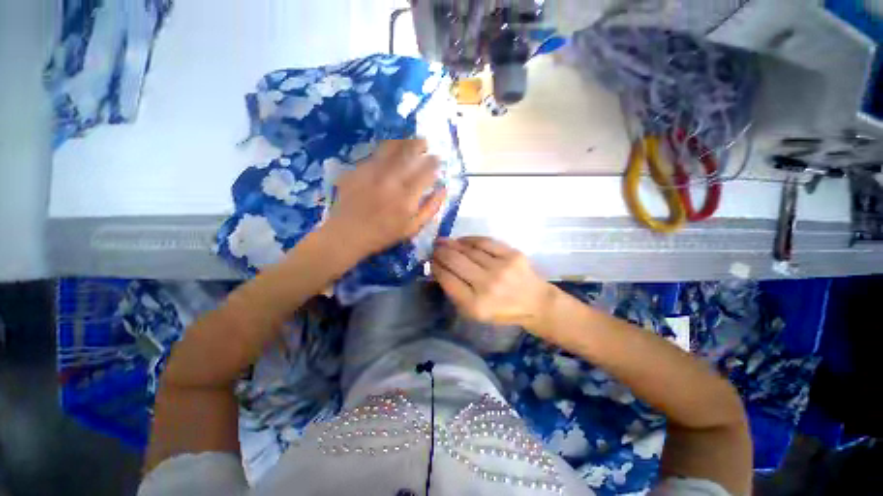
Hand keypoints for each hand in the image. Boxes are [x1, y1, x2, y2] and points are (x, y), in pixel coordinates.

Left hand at [324, 139, 446, 258]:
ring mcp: (372, 173)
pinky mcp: (357, 170)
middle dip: (420, 145)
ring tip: (409, 142)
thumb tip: (443, 190)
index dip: (434, 162)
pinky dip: (385, 151)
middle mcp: (391, 180)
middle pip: (408, 153)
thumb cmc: (384, 234)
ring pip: (391, 148)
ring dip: (403, 142)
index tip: (437, 159)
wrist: (348, 234)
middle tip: (425, 143)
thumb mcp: (413, 228)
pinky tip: (389, 153)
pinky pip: (374, 155)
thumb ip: (431, 208)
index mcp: (407, 196)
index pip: (426, 171)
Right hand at [431, 237, 555, 331]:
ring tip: (443, 242)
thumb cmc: (501, 310)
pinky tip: (461, 240)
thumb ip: (456, 293)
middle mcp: (487, 285)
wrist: (535, 302)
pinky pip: (485, 242)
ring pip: (468, 249)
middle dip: (440, 252)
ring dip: (452, 244)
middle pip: (455, 261)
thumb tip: (439, 268)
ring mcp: (501, 268)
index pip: (447, 279)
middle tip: (434, 248)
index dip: (436, 267)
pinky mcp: (512, 254)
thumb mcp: (474, 312)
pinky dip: (469, 240)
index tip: (431, 261)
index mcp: (476, 305)